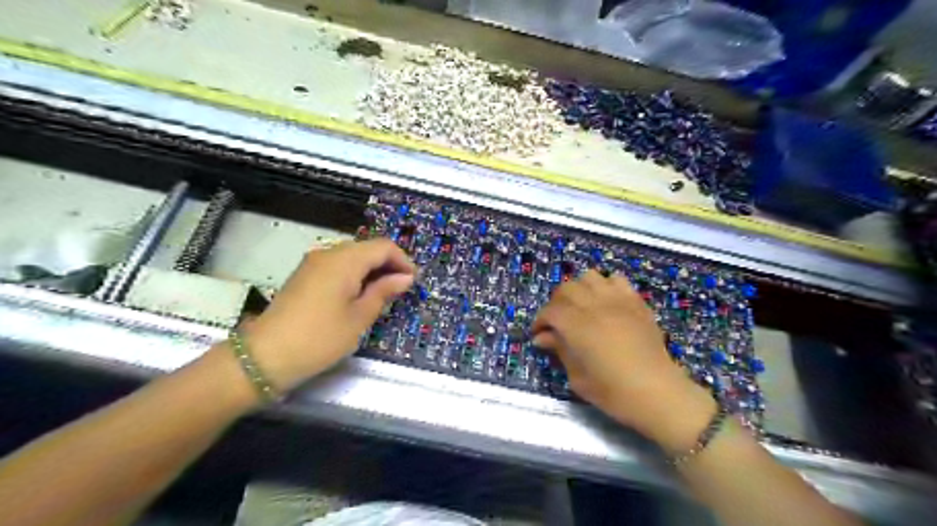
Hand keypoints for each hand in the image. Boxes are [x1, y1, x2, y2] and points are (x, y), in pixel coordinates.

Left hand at [242, 240, 414, 391]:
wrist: (266, 356)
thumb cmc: (320, 337)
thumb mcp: (359, 317)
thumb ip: (384, 291)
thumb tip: (405, 277)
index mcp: (344, 260)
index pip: (383, 246)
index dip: (403, 261)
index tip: (413, 282)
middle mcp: (328, 253)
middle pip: (367, 248)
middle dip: (388, 265)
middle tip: (400, 290)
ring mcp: (313, 263)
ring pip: (352, 256)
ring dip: (371, 270)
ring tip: (382, 294)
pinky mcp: (305, 274)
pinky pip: (338, 265)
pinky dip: (354, 274)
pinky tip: (358, 295)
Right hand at [533, 272, 718, 451]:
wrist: (657, 393)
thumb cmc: (613, 392)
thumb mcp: (578, 377)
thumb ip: (560, 350)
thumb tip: (542, 337)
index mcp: (577, 326)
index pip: (550, 311)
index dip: (540, 320)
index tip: (539, 333)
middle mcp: (595, 306)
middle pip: (566, 288)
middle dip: (556, 302)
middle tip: (557, 320)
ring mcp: (618, 301)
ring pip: (589, 277)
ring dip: (579, 289)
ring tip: (581, 306)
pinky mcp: (636, 302)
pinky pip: (617, 280)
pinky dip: (606, 286)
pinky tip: (606, 302)